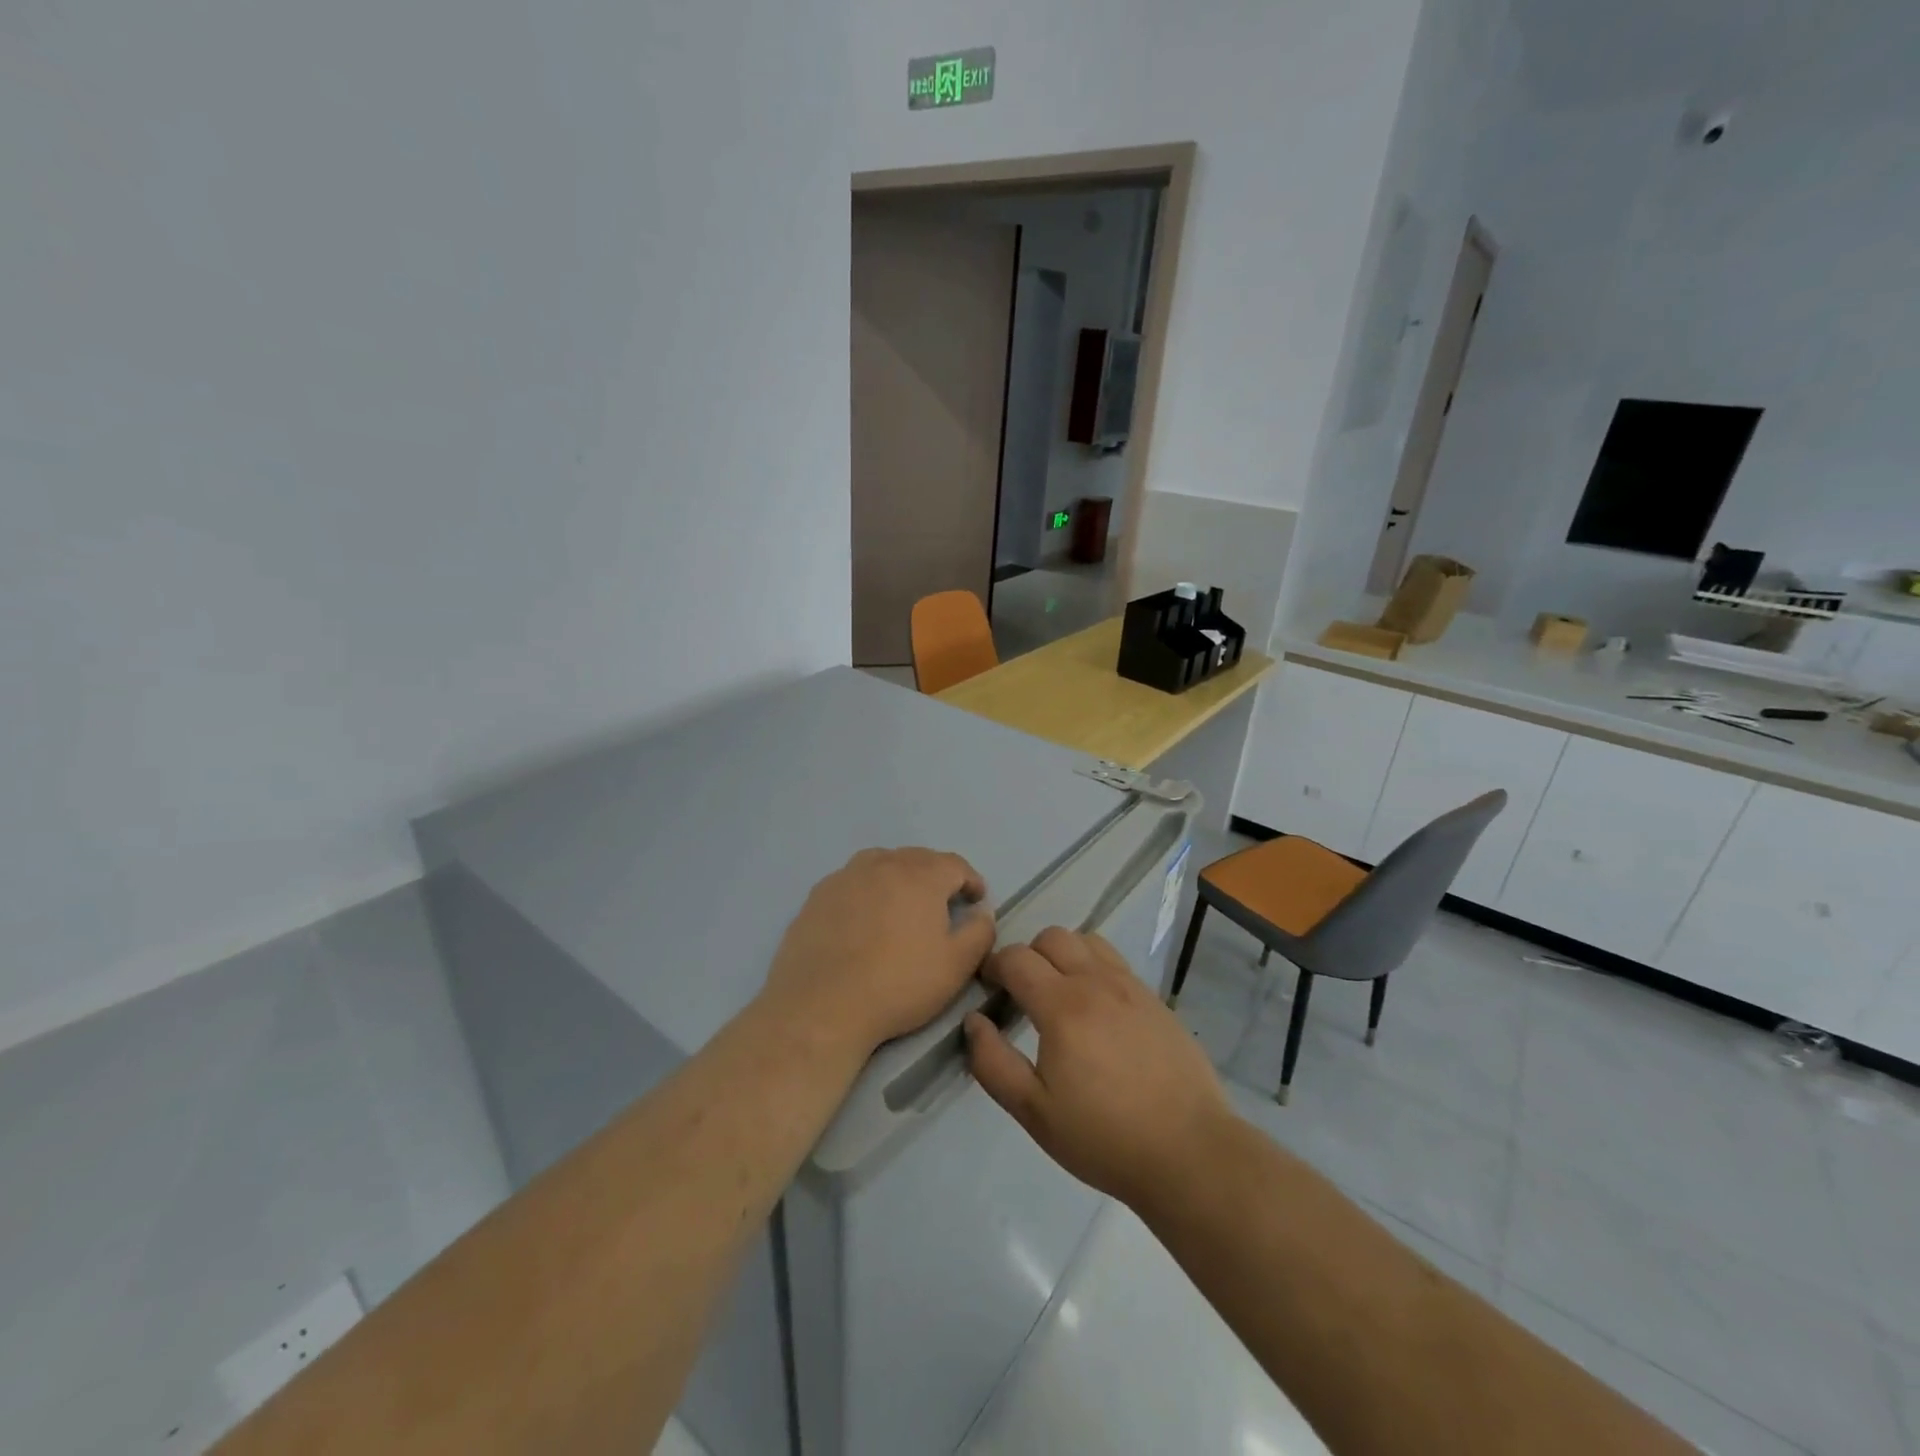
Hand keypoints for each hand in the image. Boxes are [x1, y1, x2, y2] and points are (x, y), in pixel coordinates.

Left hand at [763, 848, 995, 1058]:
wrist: (821, 1006)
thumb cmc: (898, 985)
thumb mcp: (956, 966)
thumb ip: (979, 932)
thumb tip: (981, 912)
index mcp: (921, 876)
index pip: (955, 865)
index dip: (970, 880)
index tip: (976, 899)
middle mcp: (883, 864)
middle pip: (917, 858)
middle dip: (936, 875)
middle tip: (942, 902)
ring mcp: (845, 877)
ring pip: (881, 863)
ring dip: (898, 876)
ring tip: (902, 903)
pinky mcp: (817, 896)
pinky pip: (851, 881)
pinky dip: (866, 890)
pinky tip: (863, 917)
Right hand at [964, 927, 1231, 1210]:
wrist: (1189, 1151)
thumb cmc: (1104, 1137)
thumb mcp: (1034, 1112)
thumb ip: (993, 1063)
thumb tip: (974, 1021)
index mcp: (1062, 1006)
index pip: (1016, 958)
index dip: (994, 966)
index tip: (988, 988)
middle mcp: (1096, 982)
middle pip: (1051, 937)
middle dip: (1027, 956)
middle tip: (1022, 993)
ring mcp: (1130, 986)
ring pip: (1086, 941)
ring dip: (1063, 954)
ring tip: (1059, 992)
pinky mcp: (1154, 998)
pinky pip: (1115, 961)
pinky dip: (1093, 967)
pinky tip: (1096, 1007)